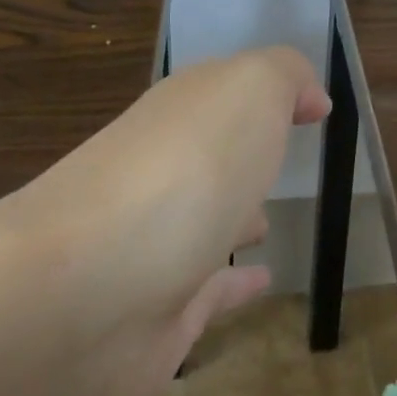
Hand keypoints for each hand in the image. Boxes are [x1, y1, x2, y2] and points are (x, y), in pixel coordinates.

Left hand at [0, 46, 328, 395]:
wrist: (82, 294)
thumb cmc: (181, 173)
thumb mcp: (247, 91)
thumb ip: (283, 77)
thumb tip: (310, 98)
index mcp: (177, 119)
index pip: (219, 96)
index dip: (264, 95)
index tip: (313, 107)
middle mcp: (159, 176)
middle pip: (205, 160)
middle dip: (240, 160)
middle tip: (280, 166)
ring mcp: (154, 249)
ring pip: (201, 225)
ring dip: (231, 219)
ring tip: (268, 223)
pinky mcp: (158, 318)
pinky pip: (208, 293)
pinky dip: (235, 285)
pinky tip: (263, 281)